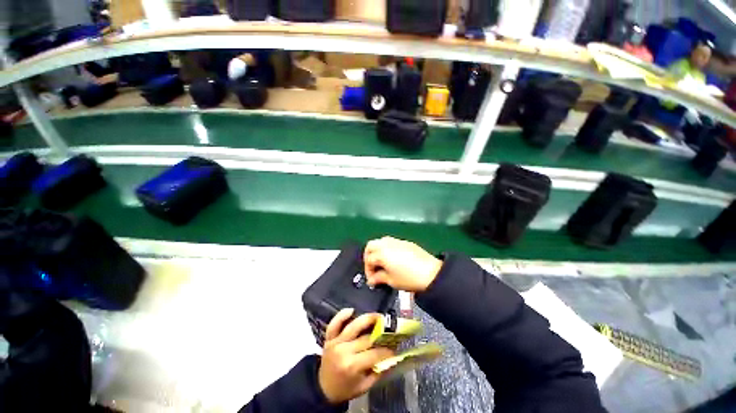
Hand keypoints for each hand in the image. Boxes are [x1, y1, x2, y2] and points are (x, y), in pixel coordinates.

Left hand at [318, 309, 393, 403]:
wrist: (322, 389)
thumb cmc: (345, 388)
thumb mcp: (363, 386)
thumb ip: (378, 372)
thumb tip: (392, 359)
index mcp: (352, 366)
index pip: (373, 354)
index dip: (385, 350)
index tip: (394, 348)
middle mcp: (344, 351)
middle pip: (365, 338)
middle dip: (380, 335)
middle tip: (389, 332)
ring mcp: (335, 342)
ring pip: (353, 326)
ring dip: (367, 319)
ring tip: (378, 316)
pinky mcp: (329, 338)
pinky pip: (334, 324)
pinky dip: (342, 315)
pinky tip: (352, 310)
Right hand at [363, 236, 441, 292]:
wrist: (431, 273)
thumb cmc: (409, 279)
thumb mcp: (391, 281)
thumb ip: (379, 278)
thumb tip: (372, 280)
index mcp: (382, 253)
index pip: (369, 260)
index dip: (368, 271)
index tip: (372, 280)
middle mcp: (387, 244)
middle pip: (371, 245)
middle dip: (368, 256)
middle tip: (372, 267)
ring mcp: (397, 241)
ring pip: (381, 241)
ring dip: (377, 250)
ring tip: (382, 263)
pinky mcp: (405, 242)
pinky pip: (391, 242)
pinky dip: (387, 248)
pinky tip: (393, 258)